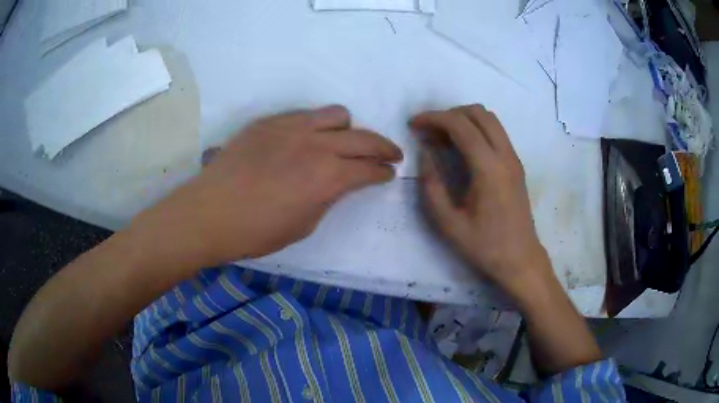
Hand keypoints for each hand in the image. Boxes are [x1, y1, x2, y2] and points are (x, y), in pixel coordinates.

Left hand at [133, 105, 401, 266]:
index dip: (384, 172)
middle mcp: (316, 145)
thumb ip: (328, 197)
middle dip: (383, 147)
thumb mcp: (304, 224)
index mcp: (328, 177)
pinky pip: (304, 115)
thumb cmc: (257, 231)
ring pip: (336, 114)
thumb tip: (336, 183)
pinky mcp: (270, 122)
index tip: (389, 173)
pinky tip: (304, 140)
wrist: (210, 213)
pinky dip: (315, 126)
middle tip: (390, 155)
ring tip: (341, 143)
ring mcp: (292, 127)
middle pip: (364, 138)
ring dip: (347, 130)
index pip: (370, 169)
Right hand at [412, 105, 551, 299]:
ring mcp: (513, 158)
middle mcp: (505, 155)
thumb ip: (432, 185)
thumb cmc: (484, 246)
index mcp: (488, 169)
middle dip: (449, 114)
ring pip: (489, 119)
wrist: (520, 260)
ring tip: (443, 138)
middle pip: (478, 112)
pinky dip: (475, 129)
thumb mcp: (448, 223)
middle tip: (429, 132)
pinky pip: (496, 132)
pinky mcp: (516, 165)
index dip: (433, 118)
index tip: (413, 125)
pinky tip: (462, 149)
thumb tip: (425, 153)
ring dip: (463, 119)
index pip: (460, 125)